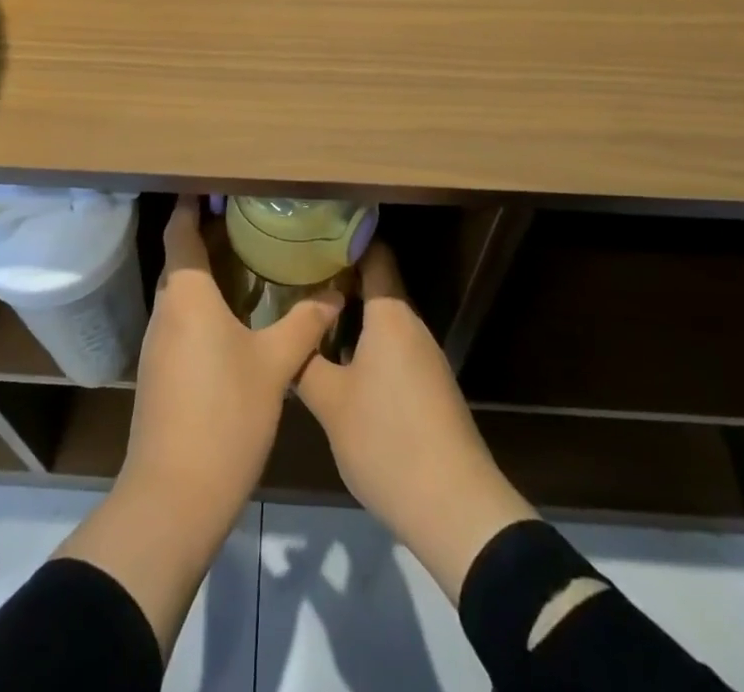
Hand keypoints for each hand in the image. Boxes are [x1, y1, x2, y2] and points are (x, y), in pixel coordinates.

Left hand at [123, 195, 340, 517]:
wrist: (174, 496)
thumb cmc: (225, 415)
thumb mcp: (275, 365)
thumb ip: (305, 324)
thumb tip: (336, 294)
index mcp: (187, 294)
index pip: (180, 230)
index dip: (193, 202)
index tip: (216, 183)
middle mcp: (166, 309)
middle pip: (181, 256)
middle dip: (209, 234)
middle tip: (250, 217)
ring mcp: (159, 342)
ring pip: (182, 289)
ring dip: (209, 270)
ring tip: (250, 257)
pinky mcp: (160, 371)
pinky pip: (182, 318)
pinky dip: (205, 302)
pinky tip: (237, 313)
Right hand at [297, 243, 537, 603]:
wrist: (455, 508)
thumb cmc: (387, 440)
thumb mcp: (331, 404)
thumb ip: (305, 364)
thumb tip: (287, 339)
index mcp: (390, 316)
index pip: (375, 256)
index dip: (346, 241)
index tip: (312, 235)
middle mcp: (411, 327)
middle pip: (376, 287)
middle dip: (338, 281)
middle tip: (296, 278)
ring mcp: (424, 359)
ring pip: (382, 322)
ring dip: (350, 316)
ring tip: (308, 317)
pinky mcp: (429, 389)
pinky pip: (392, 349)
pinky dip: (364, 344)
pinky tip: (337, 363)